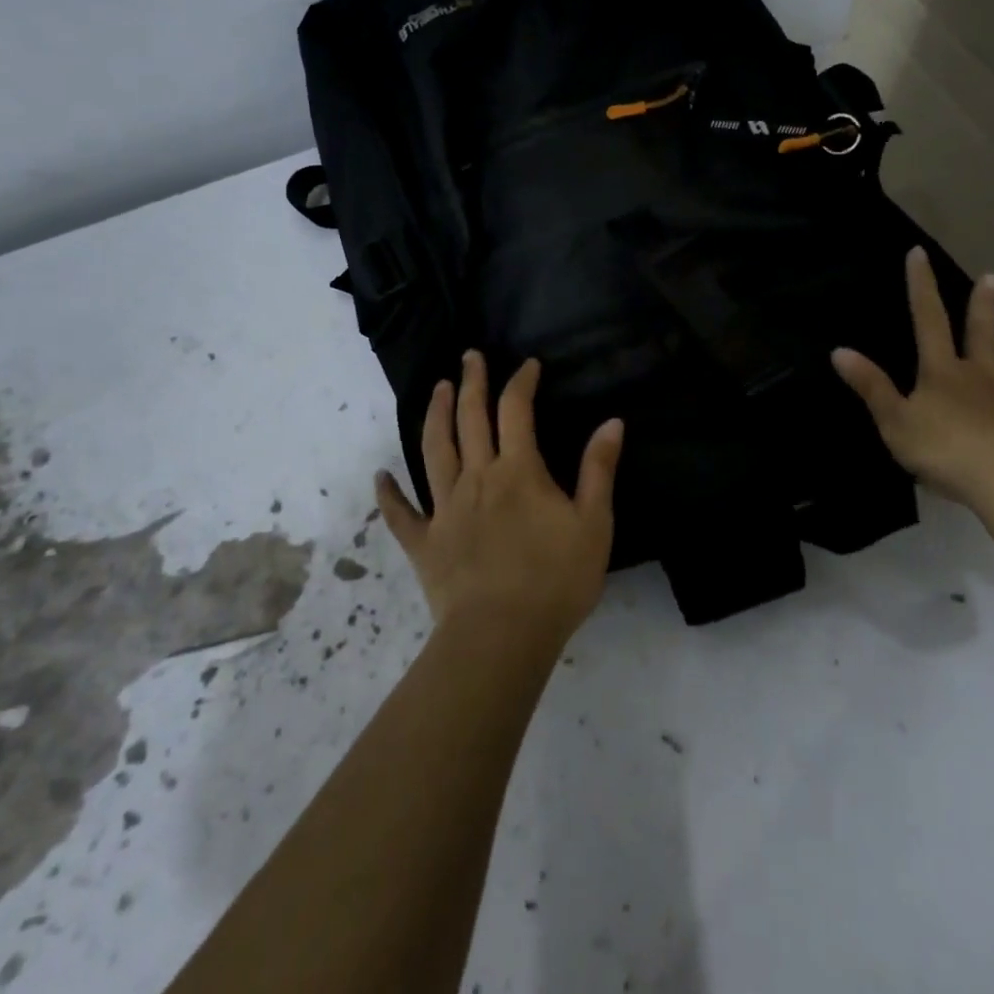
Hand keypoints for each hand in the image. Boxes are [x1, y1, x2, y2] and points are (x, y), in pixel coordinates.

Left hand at [375, 351, 623, 652]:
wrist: (502, 637)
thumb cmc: (556, 580)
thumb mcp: (593, 524)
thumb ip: (599, 470)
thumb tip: (612, 421)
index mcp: (518, 471)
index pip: (516, 410)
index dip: (520, 382)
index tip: (527, 364)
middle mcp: (477, 478)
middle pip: (469, 419)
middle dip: (470, 383)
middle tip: (469, 356)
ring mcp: (445, 509)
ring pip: (434, 451)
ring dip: (435, 416)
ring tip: (436, 389)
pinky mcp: (424, 544)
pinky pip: (401, 515)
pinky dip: (389, 494)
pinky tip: (381, 476)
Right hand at [831, 248, 993, 506]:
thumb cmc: (943, 450)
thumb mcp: (894, 420)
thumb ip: (870, 386)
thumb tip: (839, 350)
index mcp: (942, 373)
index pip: (928, 321)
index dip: (921, 286)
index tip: (919, 253)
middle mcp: (981, 377)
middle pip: (981, 334)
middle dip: (983, 305)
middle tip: (993, 275)